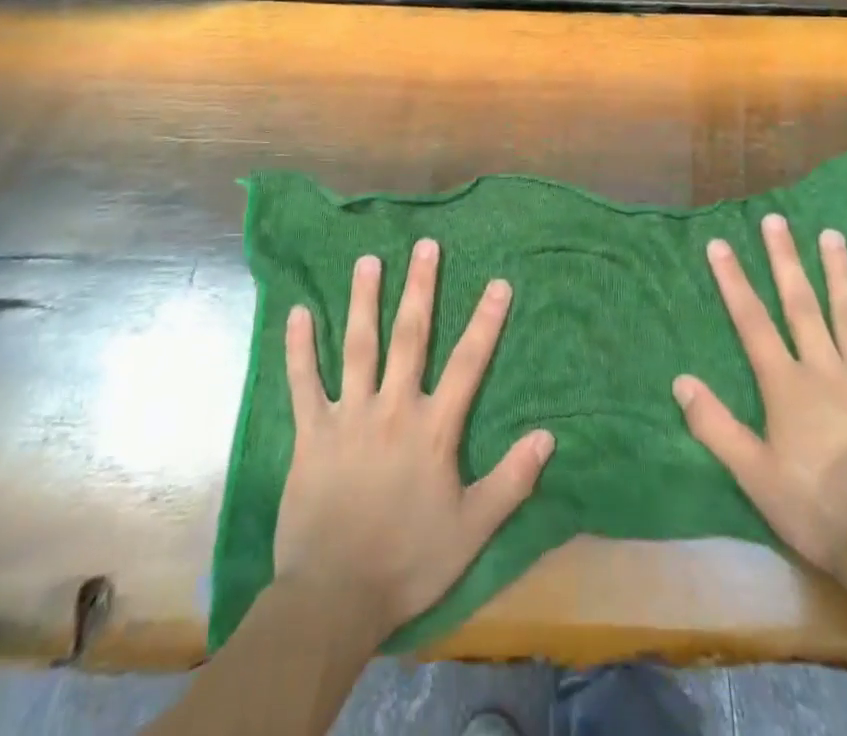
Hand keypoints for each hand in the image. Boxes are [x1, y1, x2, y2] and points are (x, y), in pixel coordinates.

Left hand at [273, 239, 554, 640]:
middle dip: (420, 288)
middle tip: (425, 246)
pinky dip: (300, 348)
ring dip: (363, 301)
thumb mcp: (473, 529)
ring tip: (367, 260)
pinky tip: (298, 313)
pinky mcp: (311, 434)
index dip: (486, 321)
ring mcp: (349, 417)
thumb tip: (548, 436)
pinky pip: (303, 383)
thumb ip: (511, 480)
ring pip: (358, 347)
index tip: (498, 283)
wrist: (334, 599)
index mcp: (433, 429)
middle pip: (410, 337)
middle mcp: (392, 408)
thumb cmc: (409, 561)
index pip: (468, 363)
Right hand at [674, 213, 846, 594]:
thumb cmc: (816, 509)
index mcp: (787, 385)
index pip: (752, 322)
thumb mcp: (754, 476)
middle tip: (776, 220)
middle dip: (785, 259)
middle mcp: (826, 368)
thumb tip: (680, 380)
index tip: (719, 244)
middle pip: (801, 304)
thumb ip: (716, 426)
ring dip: (840, 272)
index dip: (733, 281)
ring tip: (831, 234)